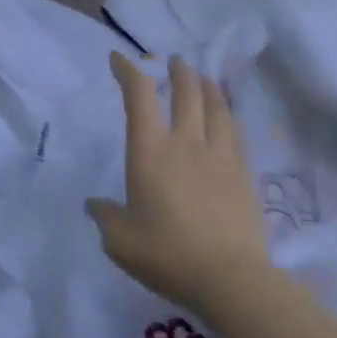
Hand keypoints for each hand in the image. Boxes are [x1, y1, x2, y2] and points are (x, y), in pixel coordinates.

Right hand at [87, 52, 270, 315]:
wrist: (230, 279)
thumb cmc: (168, 255)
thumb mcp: (121, 242)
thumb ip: (105, 217)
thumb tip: (94, 205)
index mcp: (150, 149)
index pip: (138, 95)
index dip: (128, 71)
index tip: (119, 59)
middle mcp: (184, 141)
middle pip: (185, 91)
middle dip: (178, 71)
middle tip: (175, 61)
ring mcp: (218, 154)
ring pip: (214, 106)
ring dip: (207, 86)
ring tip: (204, 79)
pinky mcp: (243, 172)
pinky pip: (235, 131)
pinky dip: (227, 114)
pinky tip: (227, 117)